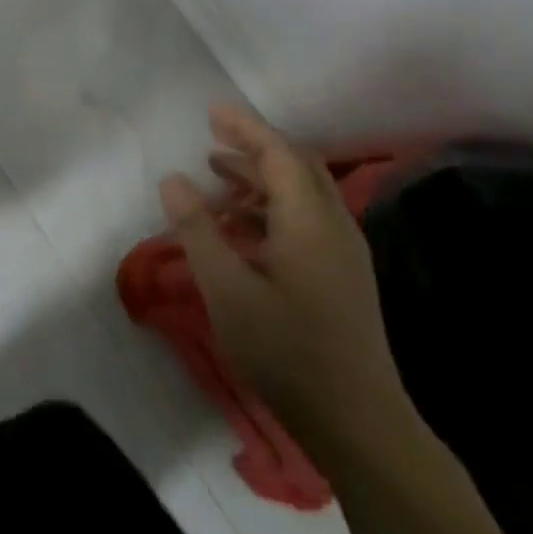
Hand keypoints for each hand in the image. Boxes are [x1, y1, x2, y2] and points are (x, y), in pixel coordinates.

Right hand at [159, 104, 413, 458]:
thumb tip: (173, 179)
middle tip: (212, 135)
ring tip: (216, 173)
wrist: (358, 422)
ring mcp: (343, 253)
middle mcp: (333, 226)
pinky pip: (306, 219)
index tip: (213, 111)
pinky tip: (241, 225)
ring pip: (303, 194)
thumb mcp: (226, 289)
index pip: (279, 155)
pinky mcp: (342, 276)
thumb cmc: (286, 350)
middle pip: (297, 166)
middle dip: (255, 145)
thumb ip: (197, 229)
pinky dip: (272, 206)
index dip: (245, 128)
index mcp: (309, 222)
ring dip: (261, 176)